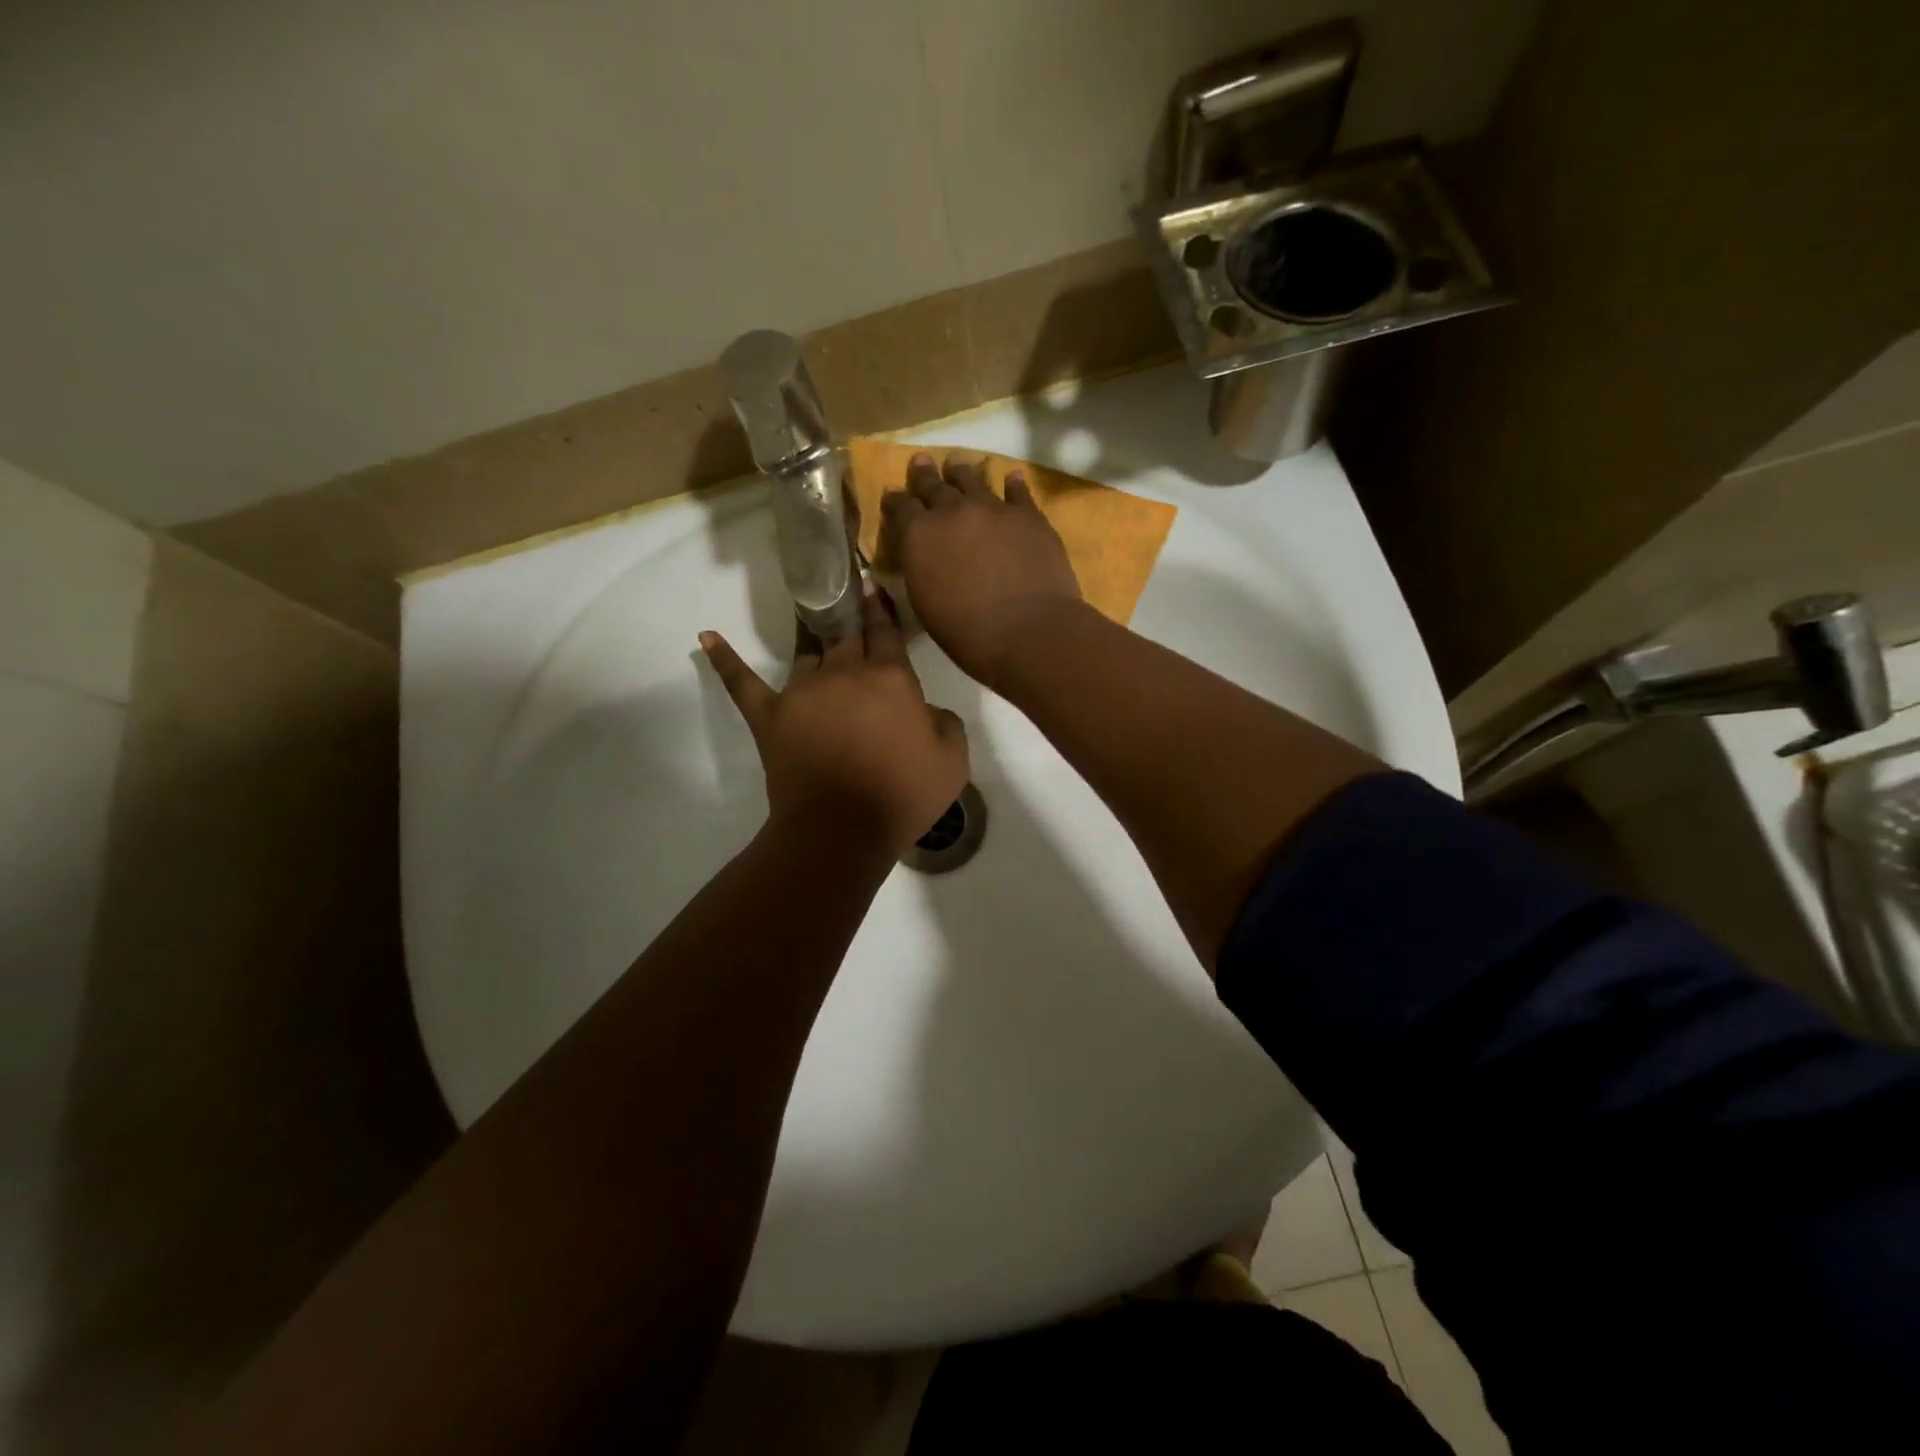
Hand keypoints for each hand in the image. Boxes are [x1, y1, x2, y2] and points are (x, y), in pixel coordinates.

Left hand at [700, 590, 969, 855]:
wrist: (841, 831)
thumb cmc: (903, 795)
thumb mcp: (953, 760)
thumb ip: (945, 722)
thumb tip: (924, 711)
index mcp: (890, 678)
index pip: (886, 632)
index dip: (881, 608)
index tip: (872, 586)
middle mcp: (845, 673)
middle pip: (846, 634)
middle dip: (846, 608)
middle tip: (840, 585)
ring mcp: (802, 692)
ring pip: (806, 651)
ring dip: (807, 629)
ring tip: (804, 605)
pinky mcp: (770, 715)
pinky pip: (742, 682)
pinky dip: (725, 660)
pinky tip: (706, 637)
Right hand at [880, 453, 1083, 688]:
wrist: (1029, 632)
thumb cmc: (968, 633)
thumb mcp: (925, 604)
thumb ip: (920, 569)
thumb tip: (921, 555)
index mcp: (918, 535)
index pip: (900, 507)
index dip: (895, 500)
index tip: (892, 494)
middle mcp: (952, 511)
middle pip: (934, 486)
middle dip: (925, 476)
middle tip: (921, 462)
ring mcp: (993, 509)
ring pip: (973, 480)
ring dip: (962, 472)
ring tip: (958, 464)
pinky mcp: (1029, 516)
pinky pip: (1017, 492)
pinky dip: (1011, 484)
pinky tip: (1011, 478)